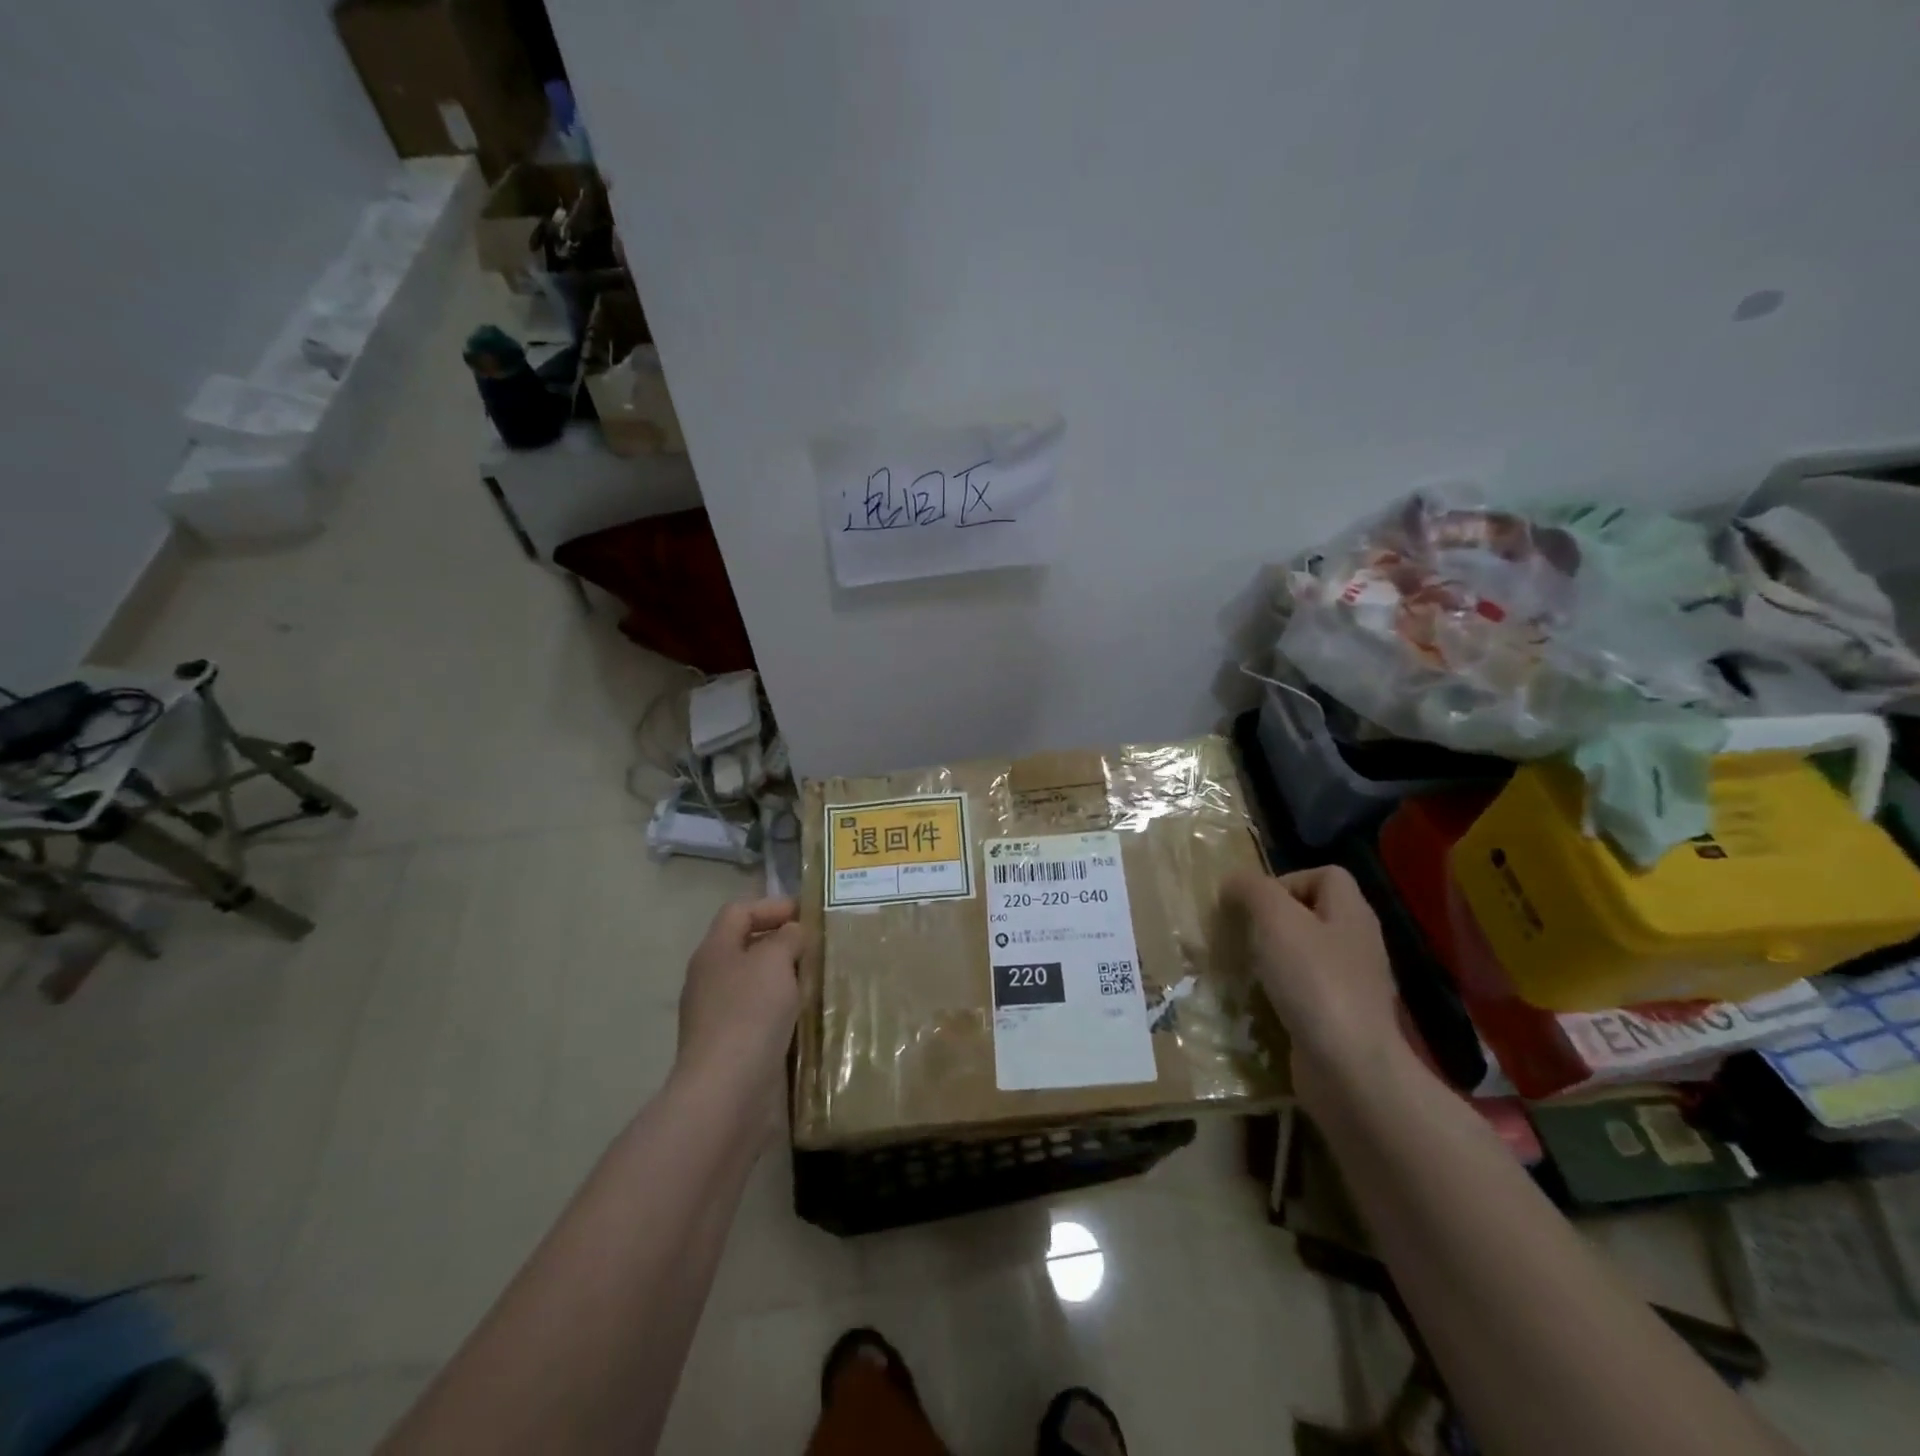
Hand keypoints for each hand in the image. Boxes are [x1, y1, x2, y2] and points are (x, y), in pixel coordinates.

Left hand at [675, 897, 803, 1100]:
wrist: (726, 1091)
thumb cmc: (750, 1014)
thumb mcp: (775, 961)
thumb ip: (787, 938)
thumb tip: (792, 934)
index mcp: (714, 951)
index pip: (739, 911)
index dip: (773, 906)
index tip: (808, 915)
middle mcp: (710, 979)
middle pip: (747, 947)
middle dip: (782, 943)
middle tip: (818, 947)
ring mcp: (717, 1016)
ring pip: (755, 983)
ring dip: (785, 979)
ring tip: (818, 980)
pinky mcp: (730, 1047)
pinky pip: (759, 1016)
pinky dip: (783, 1011)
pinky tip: (806, 1017)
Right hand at [1224, 867, 1405, 1082]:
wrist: (1349, 1069)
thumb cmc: (1314, 981)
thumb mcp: (1275, 919)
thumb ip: (1252, 891)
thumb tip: (1234, 883)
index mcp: (1351, 913)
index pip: (1325, 875)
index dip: (1287, 880)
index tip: (1254, 904)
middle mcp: (1356, 944)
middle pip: (1312, 915)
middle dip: (1271, 921)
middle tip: (1241, 934)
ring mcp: (1351, 986)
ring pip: (1305, 955)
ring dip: (1271, 959)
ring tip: (1243, 967)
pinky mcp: (1339, 1021)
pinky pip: (1304, 993)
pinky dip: (1279, 994)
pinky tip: (1258, 1003)